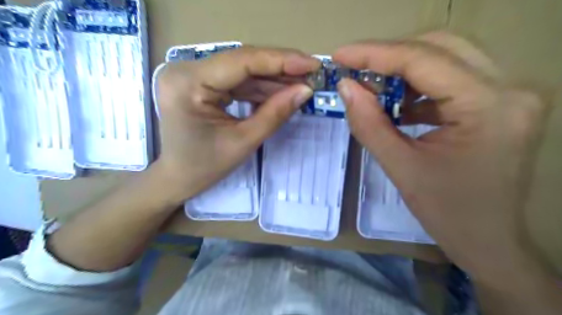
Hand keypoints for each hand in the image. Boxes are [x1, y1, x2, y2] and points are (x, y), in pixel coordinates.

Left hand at [152, 47, 320, 204]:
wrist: (179, 177)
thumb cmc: (205, 167)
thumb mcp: (244, 141)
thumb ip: (275, 113)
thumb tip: (306, 90)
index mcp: (188, 83)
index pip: (242, 61)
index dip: (281, 61)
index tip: (313, 64)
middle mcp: (186, 70)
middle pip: (243, 61)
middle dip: (280, 68)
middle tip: (312, 73)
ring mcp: (192, 75)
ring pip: (243, 70)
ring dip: (274, 78)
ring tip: (302, 84)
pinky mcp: (201, 82)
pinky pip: (237, 80)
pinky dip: (261, 87)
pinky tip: (283, 91)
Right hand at [333, 33, 548, 283]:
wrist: (489, 240)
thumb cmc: (447, 213)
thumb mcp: (400, 168)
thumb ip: (369, 123)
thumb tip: (346, 86)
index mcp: (489, 107)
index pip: (423, 60)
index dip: (375, 54)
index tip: (340, 55)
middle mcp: (510, 88)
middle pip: (440, 47)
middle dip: (389, 56)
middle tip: (355, 69)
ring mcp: (510, 93)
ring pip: (447, 58)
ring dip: (404, 69)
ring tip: (373, 89)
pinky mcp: (500, 103)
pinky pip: (452, 78)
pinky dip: (419, 86)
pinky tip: (399, 104)